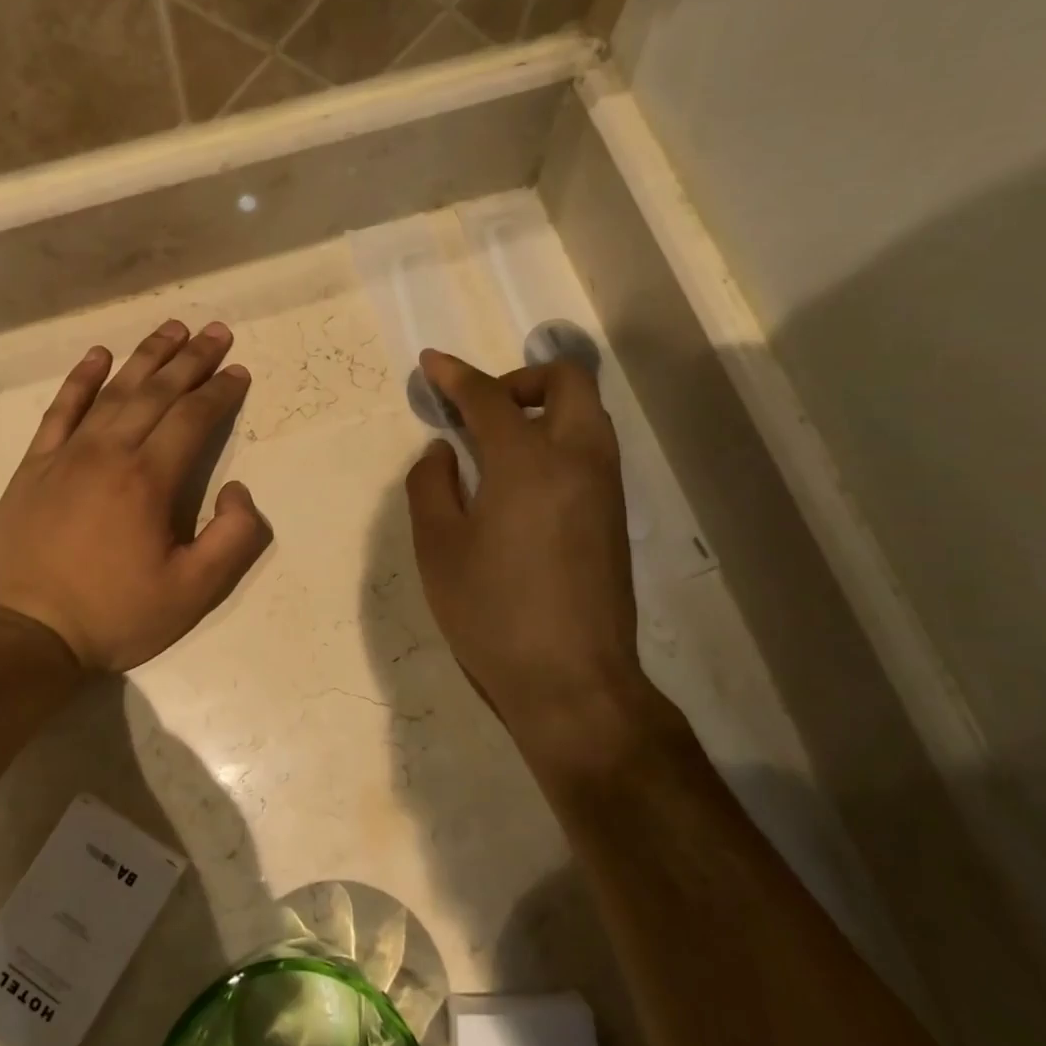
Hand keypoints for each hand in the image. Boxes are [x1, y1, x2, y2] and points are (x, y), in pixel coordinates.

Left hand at [0, 319, 270, 672]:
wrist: (24, 633)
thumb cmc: (113, 614)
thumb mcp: (193, 592)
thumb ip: (233, 539)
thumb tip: (238, 490)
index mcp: (149, 480)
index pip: (193, 418)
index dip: (220, 392)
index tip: (239, 371)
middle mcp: (109, 452)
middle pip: (157, 392)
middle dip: (191, 359)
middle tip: (215, 330)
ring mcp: (66, 454)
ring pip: (113, 391)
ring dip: (146, 357)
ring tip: (171, 329)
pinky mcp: (34, 466)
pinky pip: (60, 410)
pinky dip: (80, 379)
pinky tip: (97, 356)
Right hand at [405, 349, 665, 759]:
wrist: (572, 682)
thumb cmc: (493, 614)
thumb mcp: (438, 548)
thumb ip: (431, 484)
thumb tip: (445, 451)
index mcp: (528, 462)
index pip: (489, 397)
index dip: (455, 375)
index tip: (431, 364)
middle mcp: (578, 459)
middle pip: (566, 381)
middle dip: (519, 378)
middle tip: (481, 410)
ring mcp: (605, 487)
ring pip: (586, 413)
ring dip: (543, 407)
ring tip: (498, 445)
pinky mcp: (615, 516)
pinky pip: (591, 449)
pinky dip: (559, 439)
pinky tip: (523, 483)